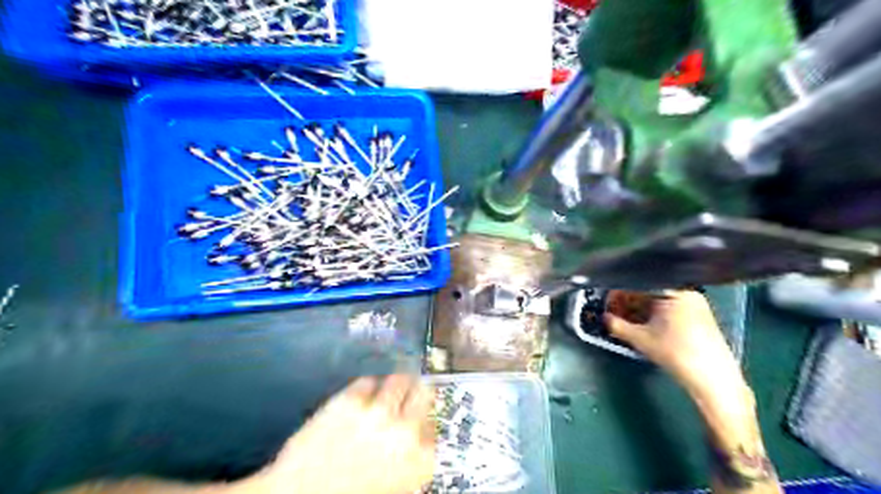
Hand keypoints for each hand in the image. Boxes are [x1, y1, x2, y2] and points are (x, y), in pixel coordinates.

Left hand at [242, 374, 433, 493]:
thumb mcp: (394, 485)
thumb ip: (411, 460)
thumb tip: (417, 435)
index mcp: (419, 459)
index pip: (434, 425)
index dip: (424, 419)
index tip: (418, 417)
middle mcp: (405, 430)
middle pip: (424, 392)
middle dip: (417, 391)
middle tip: (409, 391)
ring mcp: (378, 411)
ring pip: (399, 379)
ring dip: (396, 383)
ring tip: (388, 386)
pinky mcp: (351, 398)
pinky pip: (368, 381)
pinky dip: (368, 386)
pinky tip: (362, 394)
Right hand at [606, 291, 749, 406]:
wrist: (713, 379)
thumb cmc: (675, 353)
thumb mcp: (640, 339)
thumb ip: (617, 325)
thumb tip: (603, 317)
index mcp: (674, 290)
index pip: (640, 284)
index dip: (620, 292)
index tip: (608, 300)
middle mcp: (687, 291)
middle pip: (650, 291)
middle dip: (630, 301)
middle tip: (614, 311)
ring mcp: (697, 304)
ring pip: (661, 300)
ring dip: (642, 308)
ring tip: (627, 319)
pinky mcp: (701, 316)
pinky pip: (672, 308)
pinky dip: (657, 314)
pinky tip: (646, 325)